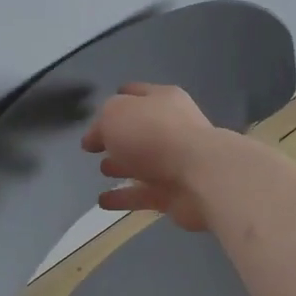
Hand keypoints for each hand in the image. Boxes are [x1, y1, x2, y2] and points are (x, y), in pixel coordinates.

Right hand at [82, 83, 226, 231]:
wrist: (200, 176)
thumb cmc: (154, 135)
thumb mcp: (115, 115)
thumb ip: (101, 123)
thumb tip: (95, 138)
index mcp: (162, 100)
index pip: (136, 94)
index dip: (117, 99)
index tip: (98, 112)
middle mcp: (172, 128)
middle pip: (140, 130)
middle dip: (118, 138)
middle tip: (97, 147)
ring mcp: (176, 162)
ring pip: (143, 163)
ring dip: (122, 167)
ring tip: (101, 171)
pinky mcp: (176, 194)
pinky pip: (144, 195)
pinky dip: (125, 198)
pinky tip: (103, 202)